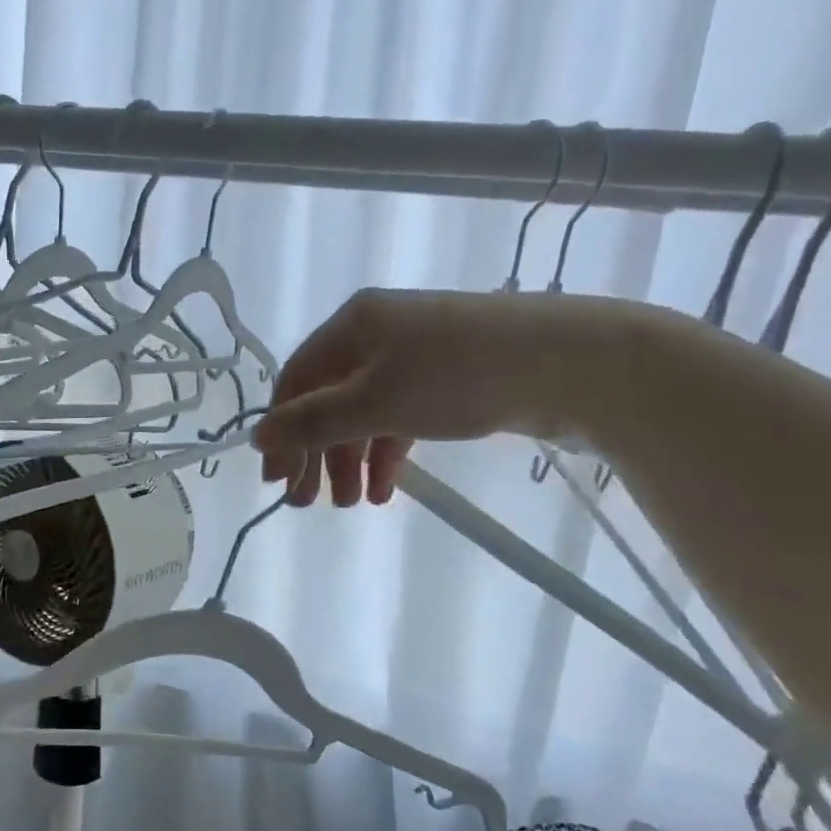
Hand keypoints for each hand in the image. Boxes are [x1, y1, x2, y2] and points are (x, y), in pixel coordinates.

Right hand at [253, 288, 617, 506]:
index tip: (276, 480)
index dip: (282, 431)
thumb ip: (313, 422)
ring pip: (365, 413)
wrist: (573, 364)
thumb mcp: (375, 401)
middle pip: (329, 399)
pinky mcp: (448, 380)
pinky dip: (388, 452)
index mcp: (352, 325)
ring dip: (352, 459)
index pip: (297, 381)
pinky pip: (400, 417)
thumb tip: (256, 438)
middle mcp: (378, 334)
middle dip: (317, 453)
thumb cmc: (458, 376)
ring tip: (353, 504)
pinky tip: (386, 489)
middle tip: (308, 504)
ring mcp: (416, 356)